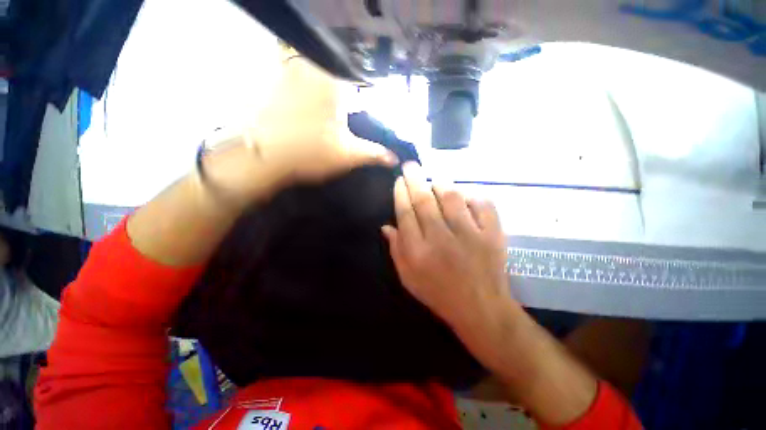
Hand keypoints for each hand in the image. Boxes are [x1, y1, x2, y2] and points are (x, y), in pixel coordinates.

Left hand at [203, 52, 396, 206]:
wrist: (262, 157)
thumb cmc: (311, 153)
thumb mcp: (349, 155)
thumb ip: (375, 153)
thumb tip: (394, 158)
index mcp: (335, 81)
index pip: (362, 81)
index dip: (368, 97)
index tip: (366, 114)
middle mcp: (312, 67)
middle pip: (341, 78)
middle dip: (349, 97)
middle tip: (341, 126)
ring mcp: (290, 72)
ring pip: (321, 78)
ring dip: (330, 95)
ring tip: (328, 122)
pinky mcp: (276, 82)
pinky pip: (301, 81)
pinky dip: (311, 93)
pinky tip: (312, 116)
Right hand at [381, 162, 513, 333]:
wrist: (481, 309)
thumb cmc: (439, 294)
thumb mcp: (408, 278)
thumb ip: (396, 250)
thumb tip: (387, 225)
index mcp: (419, 252)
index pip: (405, 213)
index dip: (400, 193)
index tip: (399, 181)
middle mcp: (441, 239)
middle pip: (424, 200)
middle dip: (415, 178)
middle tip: (410, 165)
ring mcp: (470, 235)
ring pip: (452, 197)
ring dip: (441, 184)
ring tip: (435, 181)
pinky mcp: (492, 234)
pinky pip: (482, 204)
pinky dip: (472, 195)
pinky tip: (464, 196)